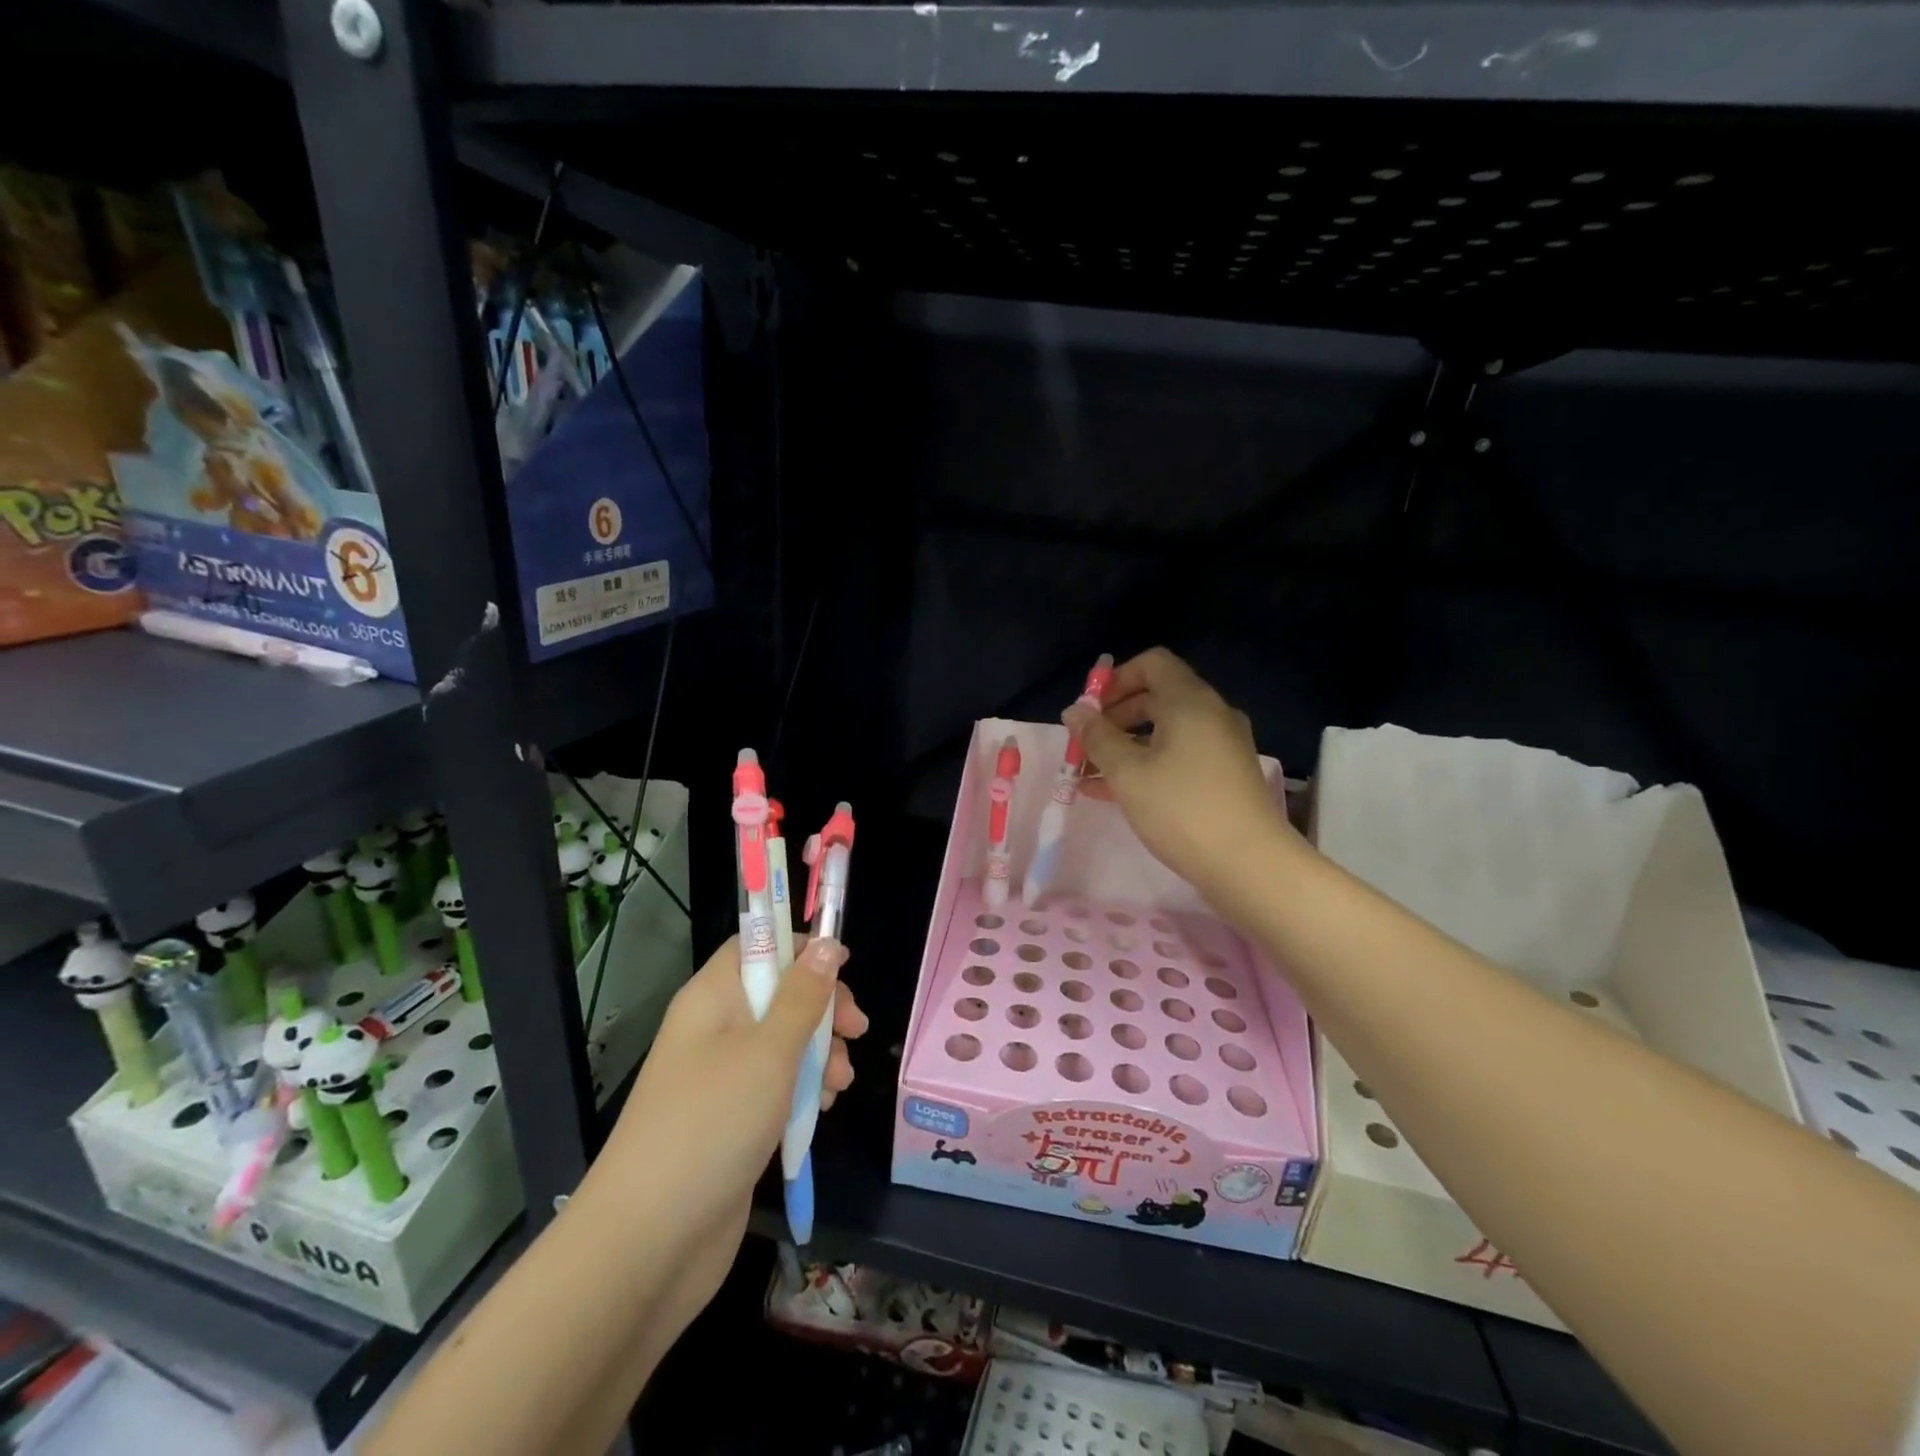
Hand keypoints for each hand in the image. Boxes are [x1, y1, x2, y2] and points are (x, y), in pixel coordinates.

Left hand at [599, 936, 866, 1332]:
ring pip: (784, 1042)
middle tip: (856, 1030)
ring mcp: (722, 1078)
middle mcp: (715, 1029)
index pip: (756, 945)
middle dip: (822, 1008)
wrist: (648, 1244)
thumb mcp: (769, 1052)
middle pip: (778, 993)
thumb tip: (828, 944)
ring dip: (820, 1054)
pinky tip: (823, 1110)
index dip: (800, 946)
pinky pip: (777, 1086)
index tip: (844, 963)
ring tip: (839, 1085)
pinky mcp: (732, 1120)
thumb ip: (803, 996)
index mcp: (712, 998)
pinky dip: (804, 1091)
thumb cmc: (712, 1124)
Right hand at [1064, 647, 1291, 900]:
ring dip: (1125, 746)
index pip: (1152, 663)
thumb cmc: (1182, 809)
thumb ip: (1097, 738)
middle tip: (1084, 744)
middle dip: (1114, 717)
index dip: (1116, 679)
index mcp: (1190, 701)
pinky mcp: (1224, 776)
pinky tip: (1113, 793)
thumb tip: (1074, 711)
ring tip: (1088, 775)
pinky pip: (1178, 756)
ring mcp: (1221, 746)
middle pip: (1156, 697)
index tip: (1089, 710)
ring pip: (1165, 732)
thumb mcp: (1128, 773)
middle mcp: (1211, 714)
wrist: (1250, 865)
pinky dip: (1147, 764)